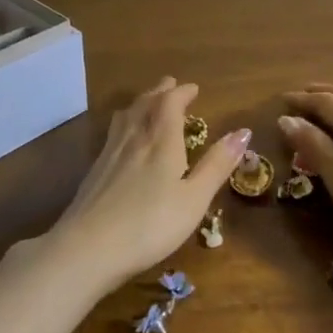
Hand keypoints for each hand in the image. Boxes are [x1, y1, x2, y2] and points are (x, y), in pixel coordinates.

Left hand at [45, 78, 247, 293]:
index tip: (193, 88)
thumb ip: (217, 165)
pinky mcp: (94, 170)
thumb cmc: (150, 225)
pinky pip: (113, 132)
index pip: (170, 103)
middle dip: (161, 92)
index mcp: (161, 140)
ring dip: (140, 103)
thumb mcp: (194, 199)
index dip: (182, 92)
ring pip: (126, 115)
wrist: (88, 248)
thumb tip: (244, 131)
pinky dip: (125, 122)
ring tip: (148, 103)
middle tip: (170, 85)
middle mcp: (135, 137)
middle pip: (146, 103)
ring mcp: (110, 152)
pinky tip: (123, 137)